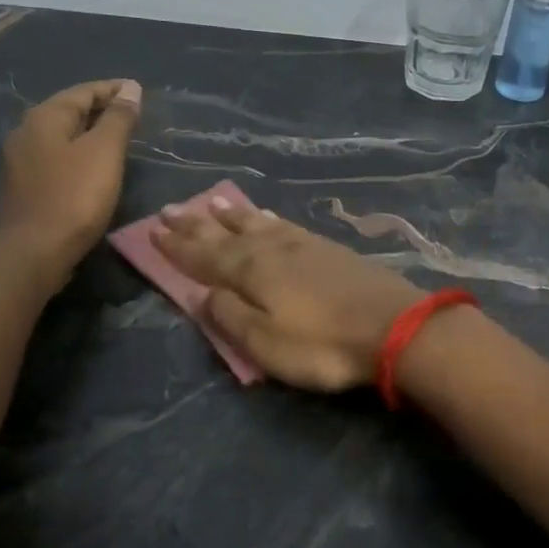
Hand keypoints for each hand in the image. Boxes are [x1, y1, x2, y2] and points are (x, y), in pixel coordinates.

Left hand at [0, 79, 141, 275]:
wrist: (35, 252)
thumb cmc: (74, 196)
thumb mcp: (105, 152)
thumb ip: (118, 118)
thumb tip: (130, 89)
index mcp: (45, 117)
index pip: (83, 91)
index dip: (113, 89)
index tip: (139, 92)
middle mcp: (26, 132)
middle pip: (69, 110)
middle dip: (101, 108)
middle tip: (132, 114)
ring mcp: (21, 161)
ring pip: (62, 135)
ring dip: (89, 132)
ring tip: (118, 139)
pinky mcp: (25, 186)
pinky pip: (56, 157)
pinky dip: (78, 153)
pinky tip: (94, 166)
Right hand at [150, 198, 424, 390]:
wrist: (395, 327)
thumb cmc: (323, 344)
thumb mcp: (265, 342)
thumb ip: (229, 317)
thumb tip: (202, 294)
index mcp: (251, 270)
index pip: (203, 255)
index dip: (177, 245)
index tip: (152, 229)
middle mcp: (272, 249)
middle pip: (227, 233)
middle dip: (197, 224)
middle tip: (172, 209)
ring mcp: (304, 245)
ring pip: (258, 223)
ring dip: (232, 215)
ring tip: (214, 203)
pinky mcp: (330, 249)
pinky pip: (286, 226)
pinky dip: (268, 219)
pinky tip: (268, 219)